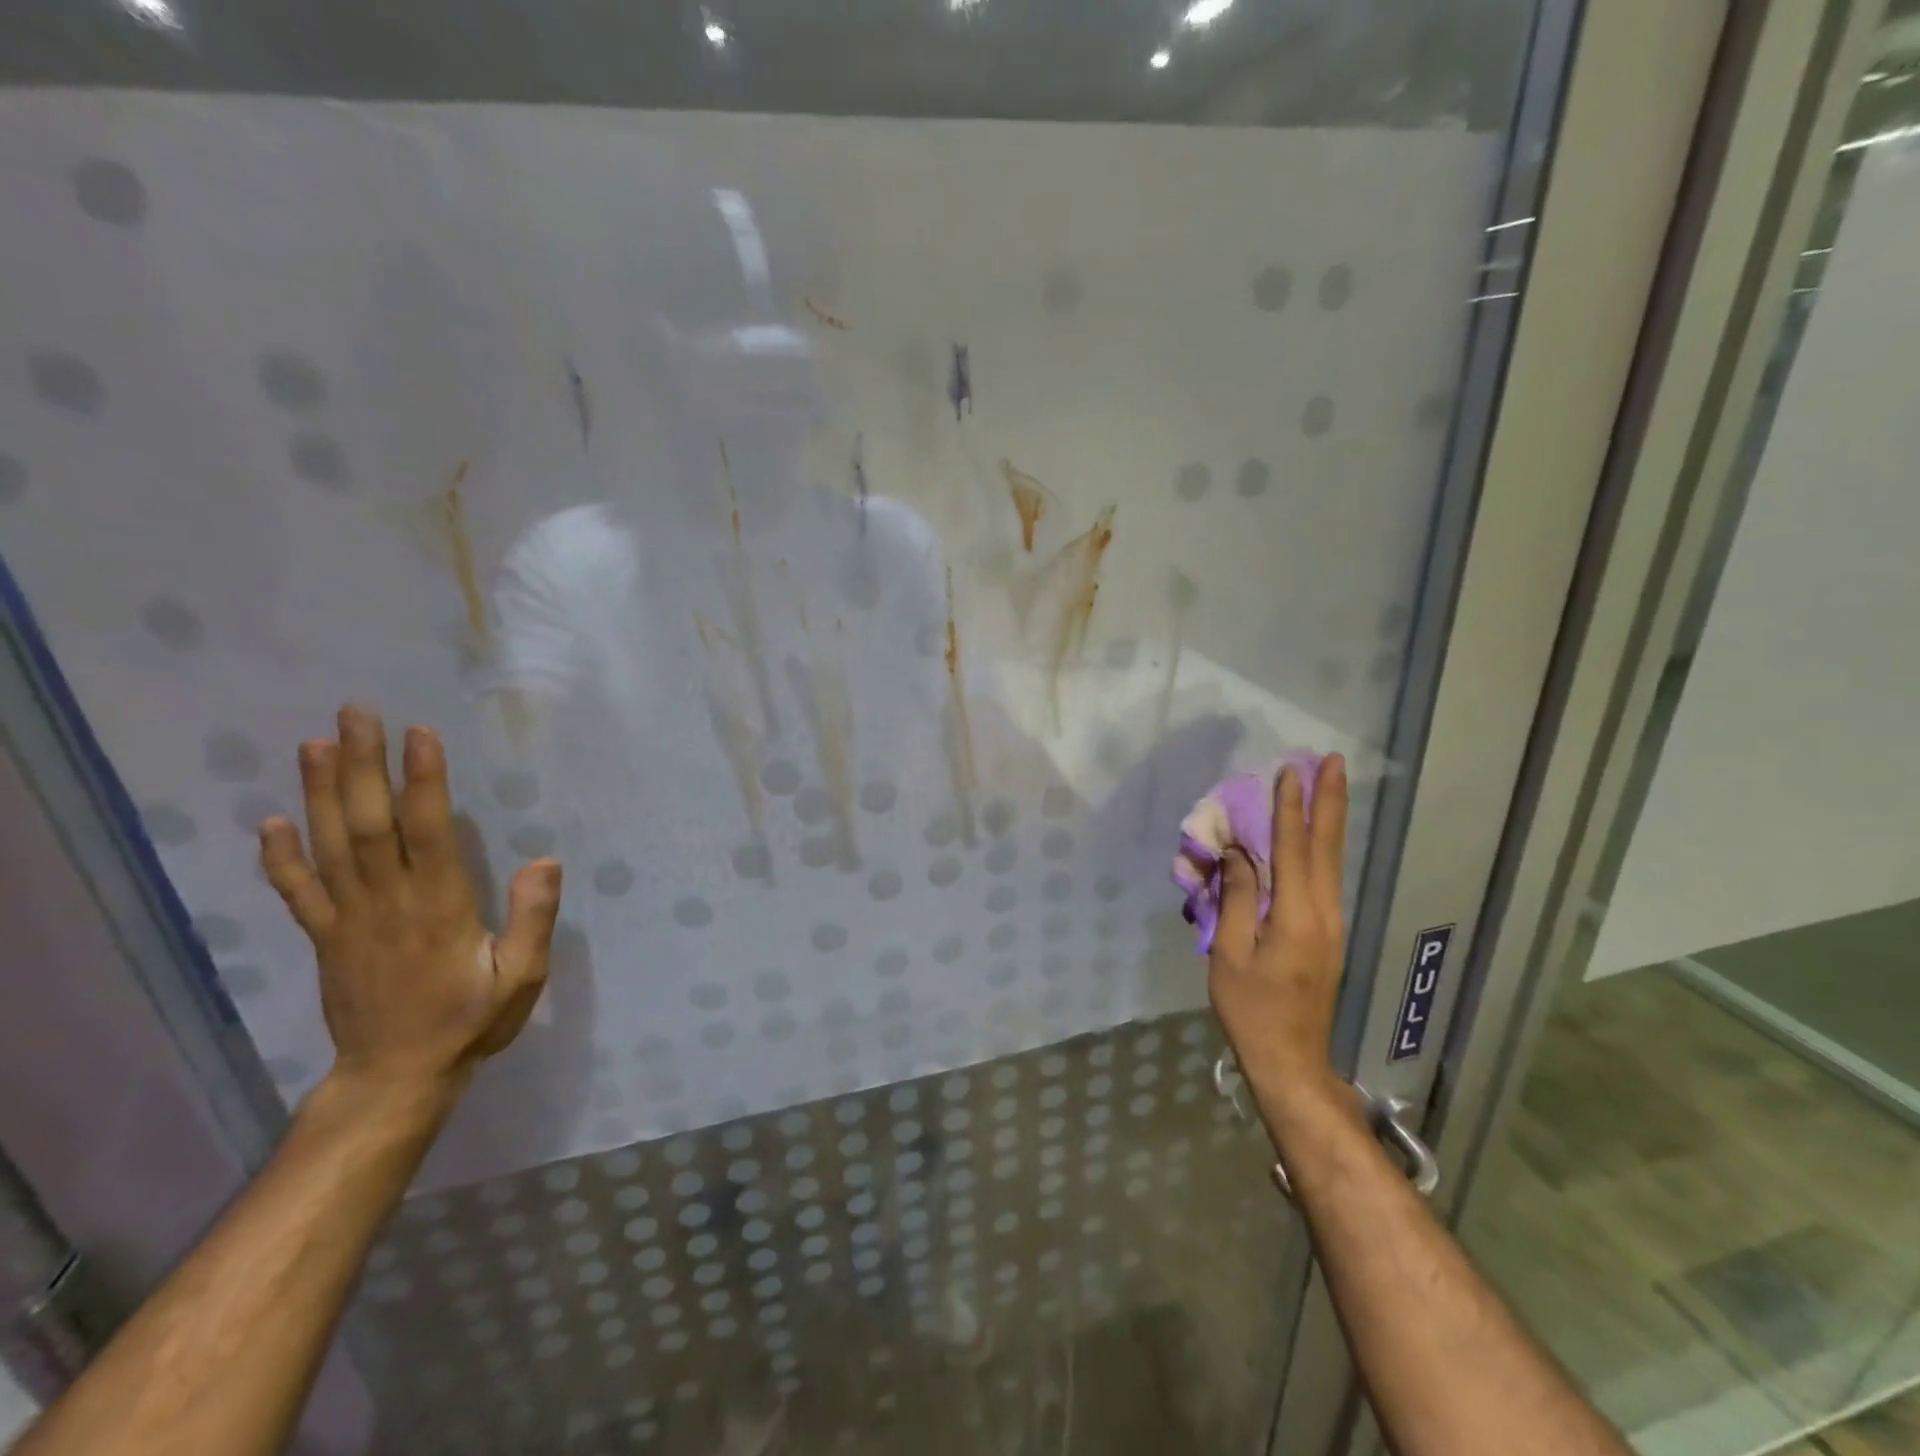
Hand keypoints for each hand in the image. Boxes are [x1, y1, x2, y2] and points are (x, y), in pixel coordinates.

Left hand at [258, 705, 562, 1101]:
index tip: (420, 734)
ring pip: (329, 846)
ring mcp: (347, 919)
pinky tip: (272, 821)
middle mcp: (387, 901)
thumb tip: (544, 860)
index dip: (422, 781)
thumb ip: (532, 919)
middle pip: (367, 823)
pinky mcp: (325, 938)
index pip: (428, 830)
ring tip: (315, 744)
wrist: (396, 1077)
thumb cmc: (470, 1021)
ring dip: (319, 792)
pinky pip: (298, 892)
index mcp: (438, 906)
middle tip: (356, 714)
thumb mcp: (521, 976)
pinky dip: (281, 856)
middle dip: (362, 765)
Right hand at [1208, 754, 1349, 1116]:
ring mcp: (1332, 924)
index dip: (1290, 808)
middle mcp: (1324, 913)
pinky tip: (1318, 835)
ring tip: (1329, 785)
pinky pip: (1326, 878)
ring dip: (1330, 820)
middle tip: (1333, 761)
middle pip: (1328, 847)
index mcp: (1297, 917)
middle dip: (1330, 801)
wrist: (1291, 1060)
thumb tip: (1238, 855)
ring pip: (1333, 861)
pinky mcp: (1329, 934)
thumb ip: (1237, 900)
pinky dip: (1322, 847)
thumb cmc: (1251, 1009)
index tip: (1289, 771)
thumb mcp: (1230, 954)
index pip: (1293, 850)